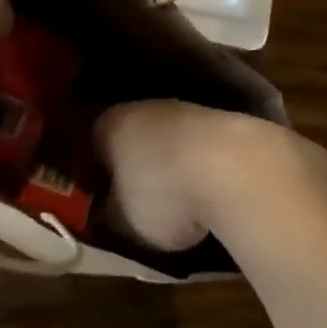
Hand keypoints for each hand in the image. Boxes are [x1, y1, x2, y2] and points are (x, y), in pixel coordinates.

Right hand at [95, 101, 299, 251]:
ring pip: (166, 140)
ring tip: (175, 203)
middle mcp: (142, 107)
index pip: (87, 146)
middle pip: (129, 138)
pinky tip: (207, 194)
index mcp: (107, 124)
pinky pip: (199, 148)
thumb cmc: (164, 193)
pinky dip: (200, 168)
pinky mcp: (223, 122)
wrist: (239, 170)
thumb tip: (106, 213)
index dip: (89, 175)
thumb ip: (108, 214)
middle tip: (131, 202)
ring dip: (168, 166)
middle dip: (130, 167)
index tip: (94, 200)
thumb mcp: (122, 220)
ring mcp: (186, 110)